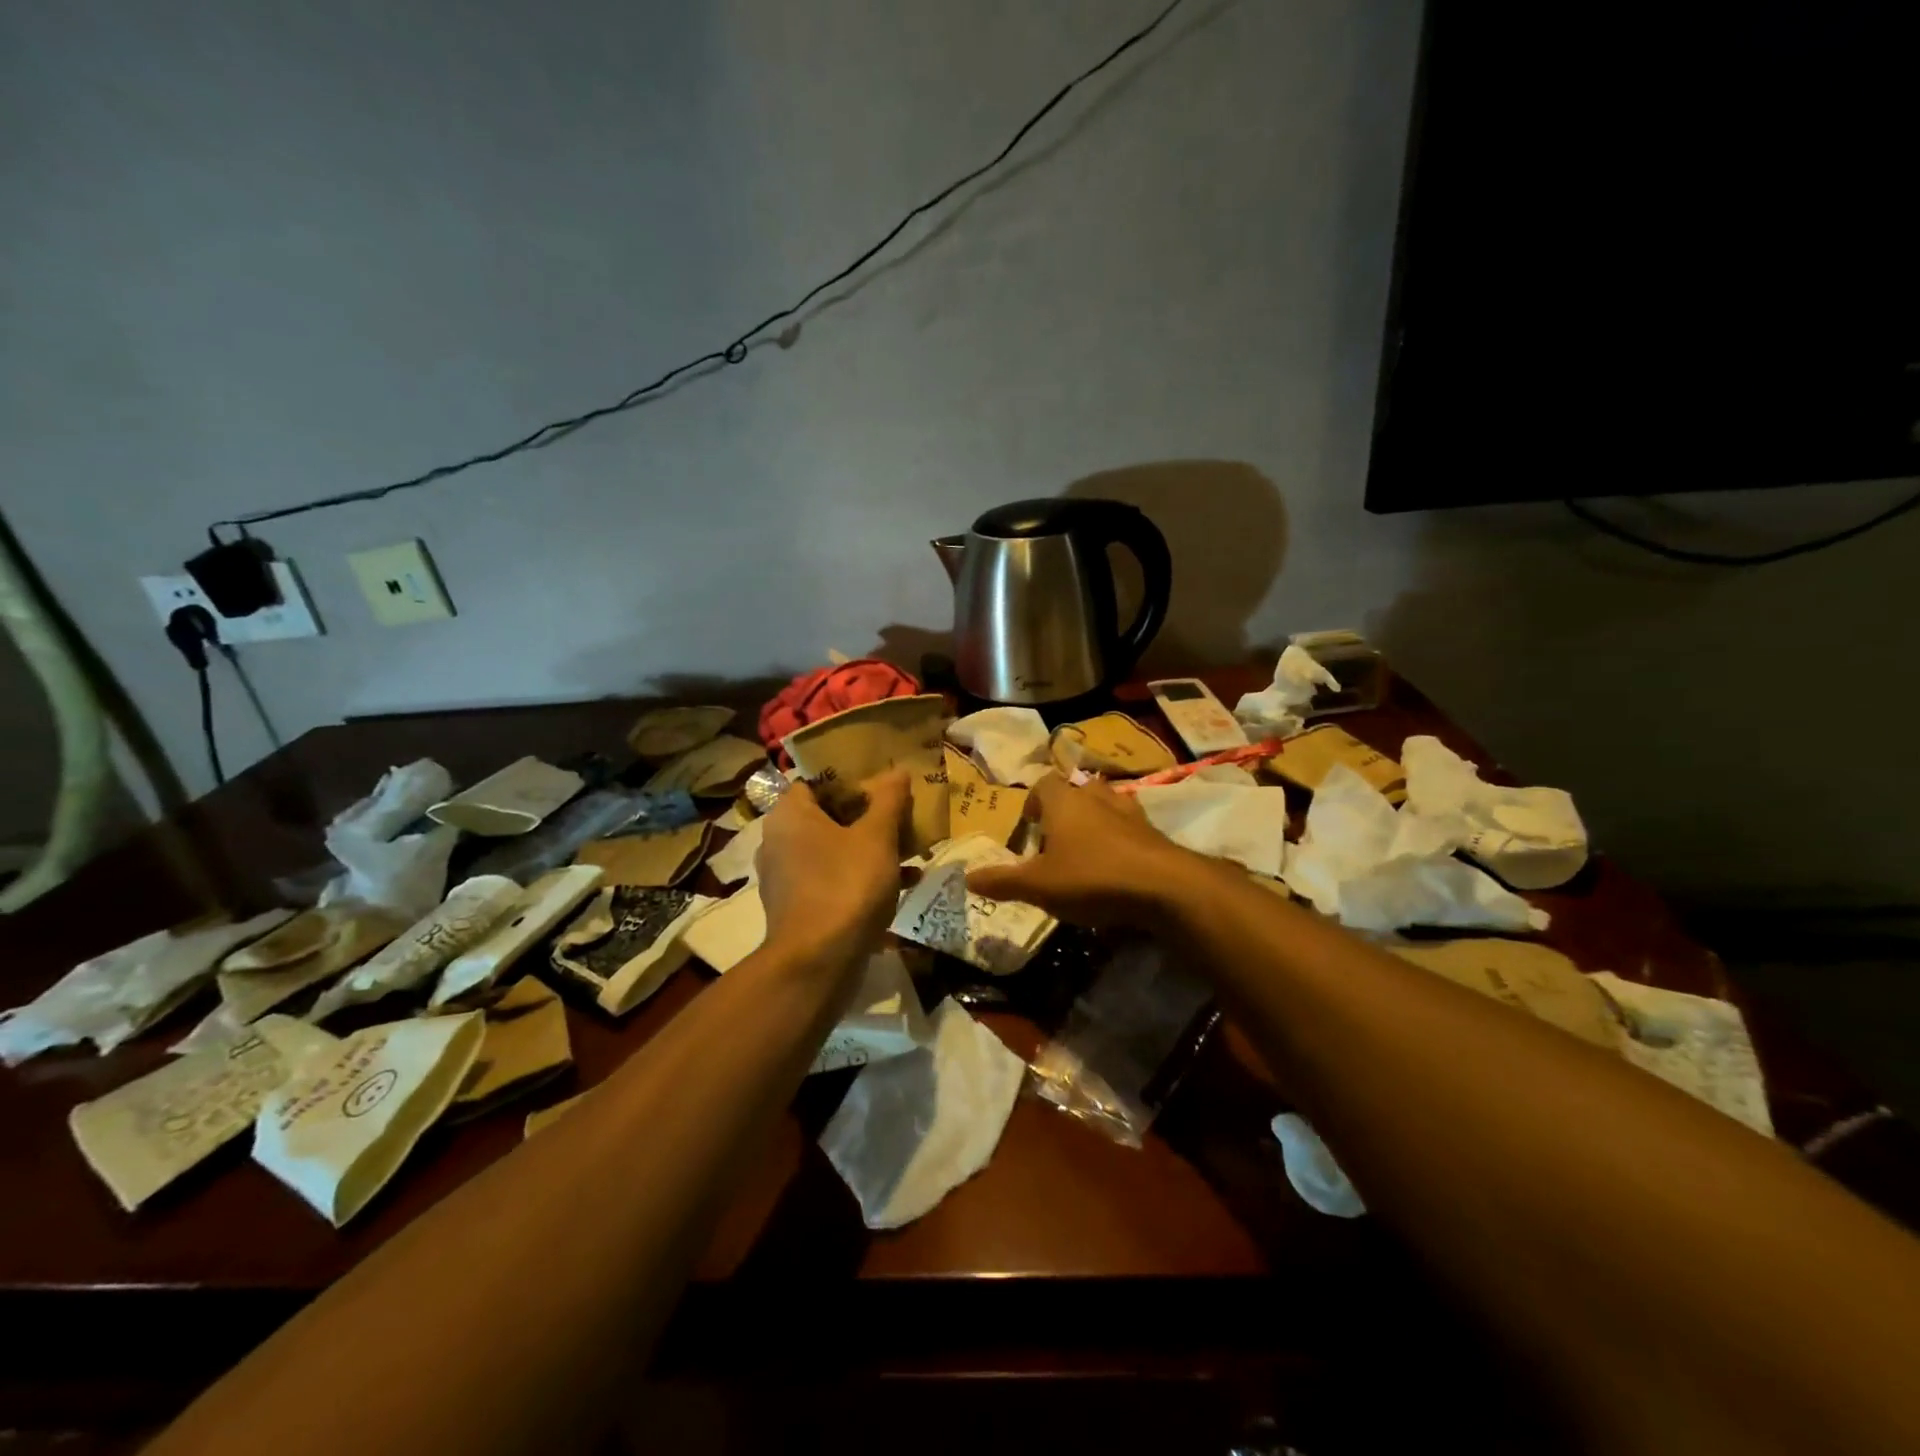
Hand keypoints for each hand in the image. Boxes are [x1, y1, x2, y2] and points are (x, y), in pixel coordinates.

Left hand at [756, 768, 910, 960]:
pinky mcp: (798, 907)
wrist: (818, 962)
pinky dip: (862, 877)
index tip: (883, 785)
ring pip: (834, 850)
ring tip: (910, 850)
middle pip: (829, 816)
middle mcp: (779, 841)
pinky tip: (902, 884)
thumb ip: (888, 799)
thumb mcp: (876, 836)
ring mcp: (786, 877)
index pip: (817, 781)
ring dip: (870, 848)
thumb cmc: (846, 885)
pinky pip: (833, 879)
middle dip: (868, 817)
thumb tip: (896, 770)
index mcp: (789, 815)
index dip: (852, 779)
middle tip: (901, 816)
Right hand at [965, 773, 1198, 928]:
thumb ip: (1002, 881)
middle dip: (1063, 812)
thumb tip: (966, 877)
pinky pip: (1130, 827)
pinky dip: (1121, 839)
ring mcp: (1129, 811)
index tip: (1029, 829)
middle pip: (1075, 790)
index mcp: (1063, 801)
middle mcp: (1095, 796)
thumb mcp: (1038, 885)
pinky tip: (1118, 866)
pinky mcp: (1153, 831)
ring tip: (1086, 851)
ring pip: (1105, 804)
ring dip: (1094, 821)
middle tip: (1054, 844)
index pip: (1042, 784)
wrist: (1163, 886)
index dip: (1032, 802)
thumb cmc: (1091, 877)